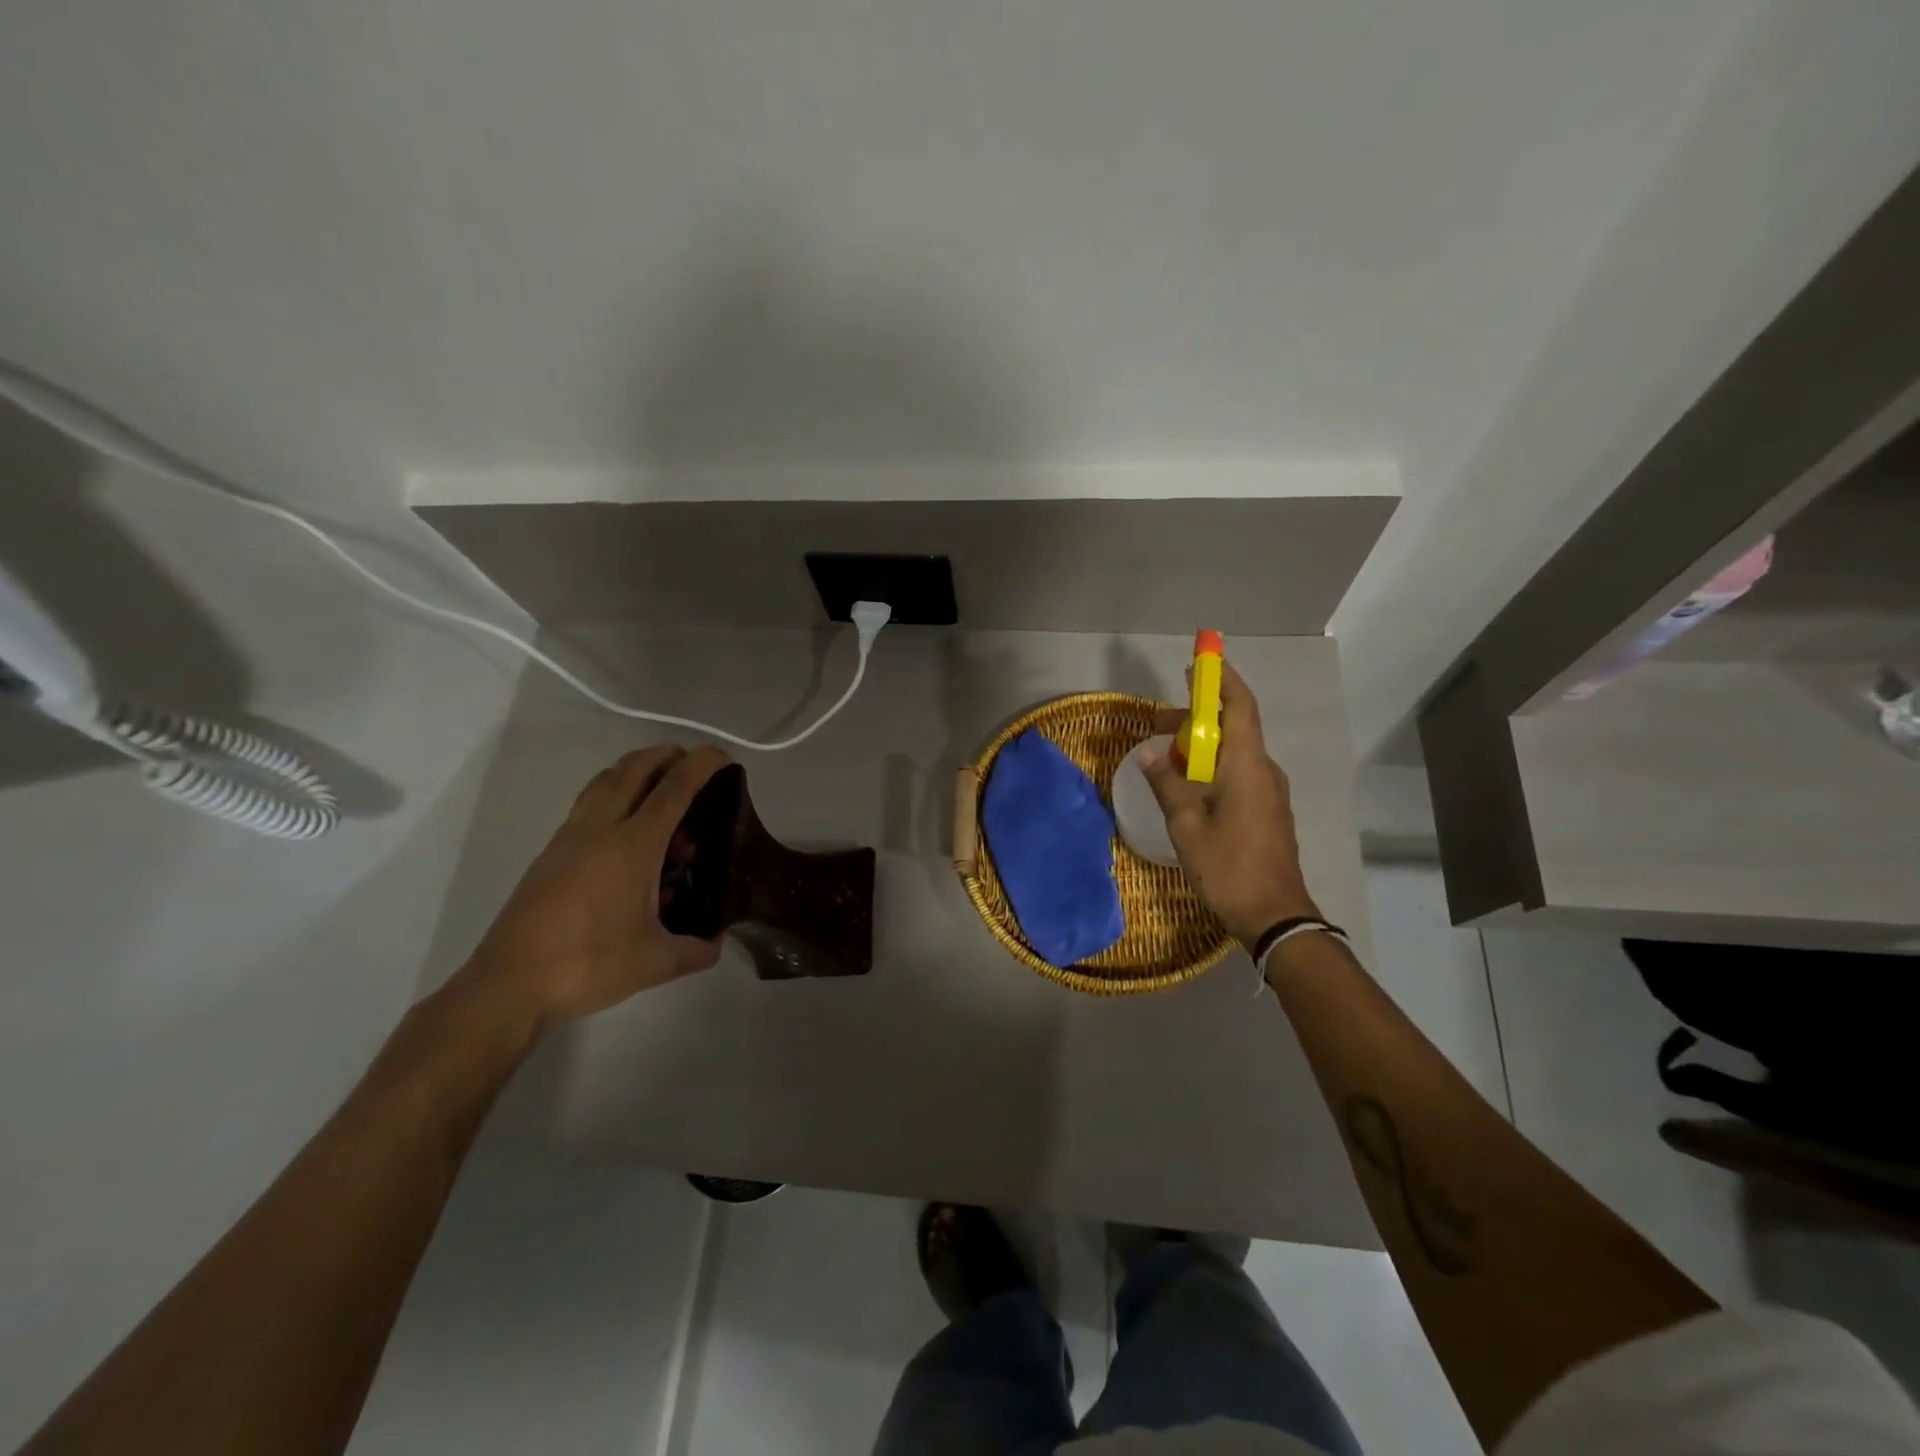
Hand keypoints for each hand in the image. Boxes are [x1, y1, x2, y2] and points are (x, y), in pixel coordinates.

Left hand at [457, 745, 731, 1028]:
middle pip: (633, 768)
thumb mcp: (654, 963)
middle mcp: (600, 830)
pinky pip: (588, 804)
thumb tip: (715, 943)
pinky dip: (613, 794)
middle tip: (691, 764)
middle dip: (666, 755)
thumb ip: (694, 950)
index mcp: (632, 846)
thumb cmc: (587, 965)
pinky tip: (625, 827)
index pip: (674, 789)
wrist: (508, 985)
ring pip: (604, 781)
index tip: (724, 756)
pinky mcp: (550, 854)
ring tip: (658, 784)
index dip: (702, 765)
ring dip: (635, 769)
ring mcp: (569, 838)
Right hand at [1142, 662, 1319, 946]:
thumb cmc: (1229, 867)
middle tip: (1158, 721)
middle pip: (1234, 727)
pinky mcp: (1267, 810)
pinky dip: (1212, 765)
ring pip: (1234, 752)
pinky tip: (1187, 783)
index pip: (1240, 707)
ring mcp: (1269, 791)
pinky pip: (1239, 772)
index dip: (1221, 681)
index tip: (1200, 663)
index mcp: (1247, 766)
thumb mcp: (1187, 826)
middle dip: (1198, 717)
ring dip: (1202, 744)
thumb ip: (1167, 785)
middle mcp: (1263, 771)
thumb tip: (1149, 755)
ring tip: (1166, 753)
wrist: (1275, 915)